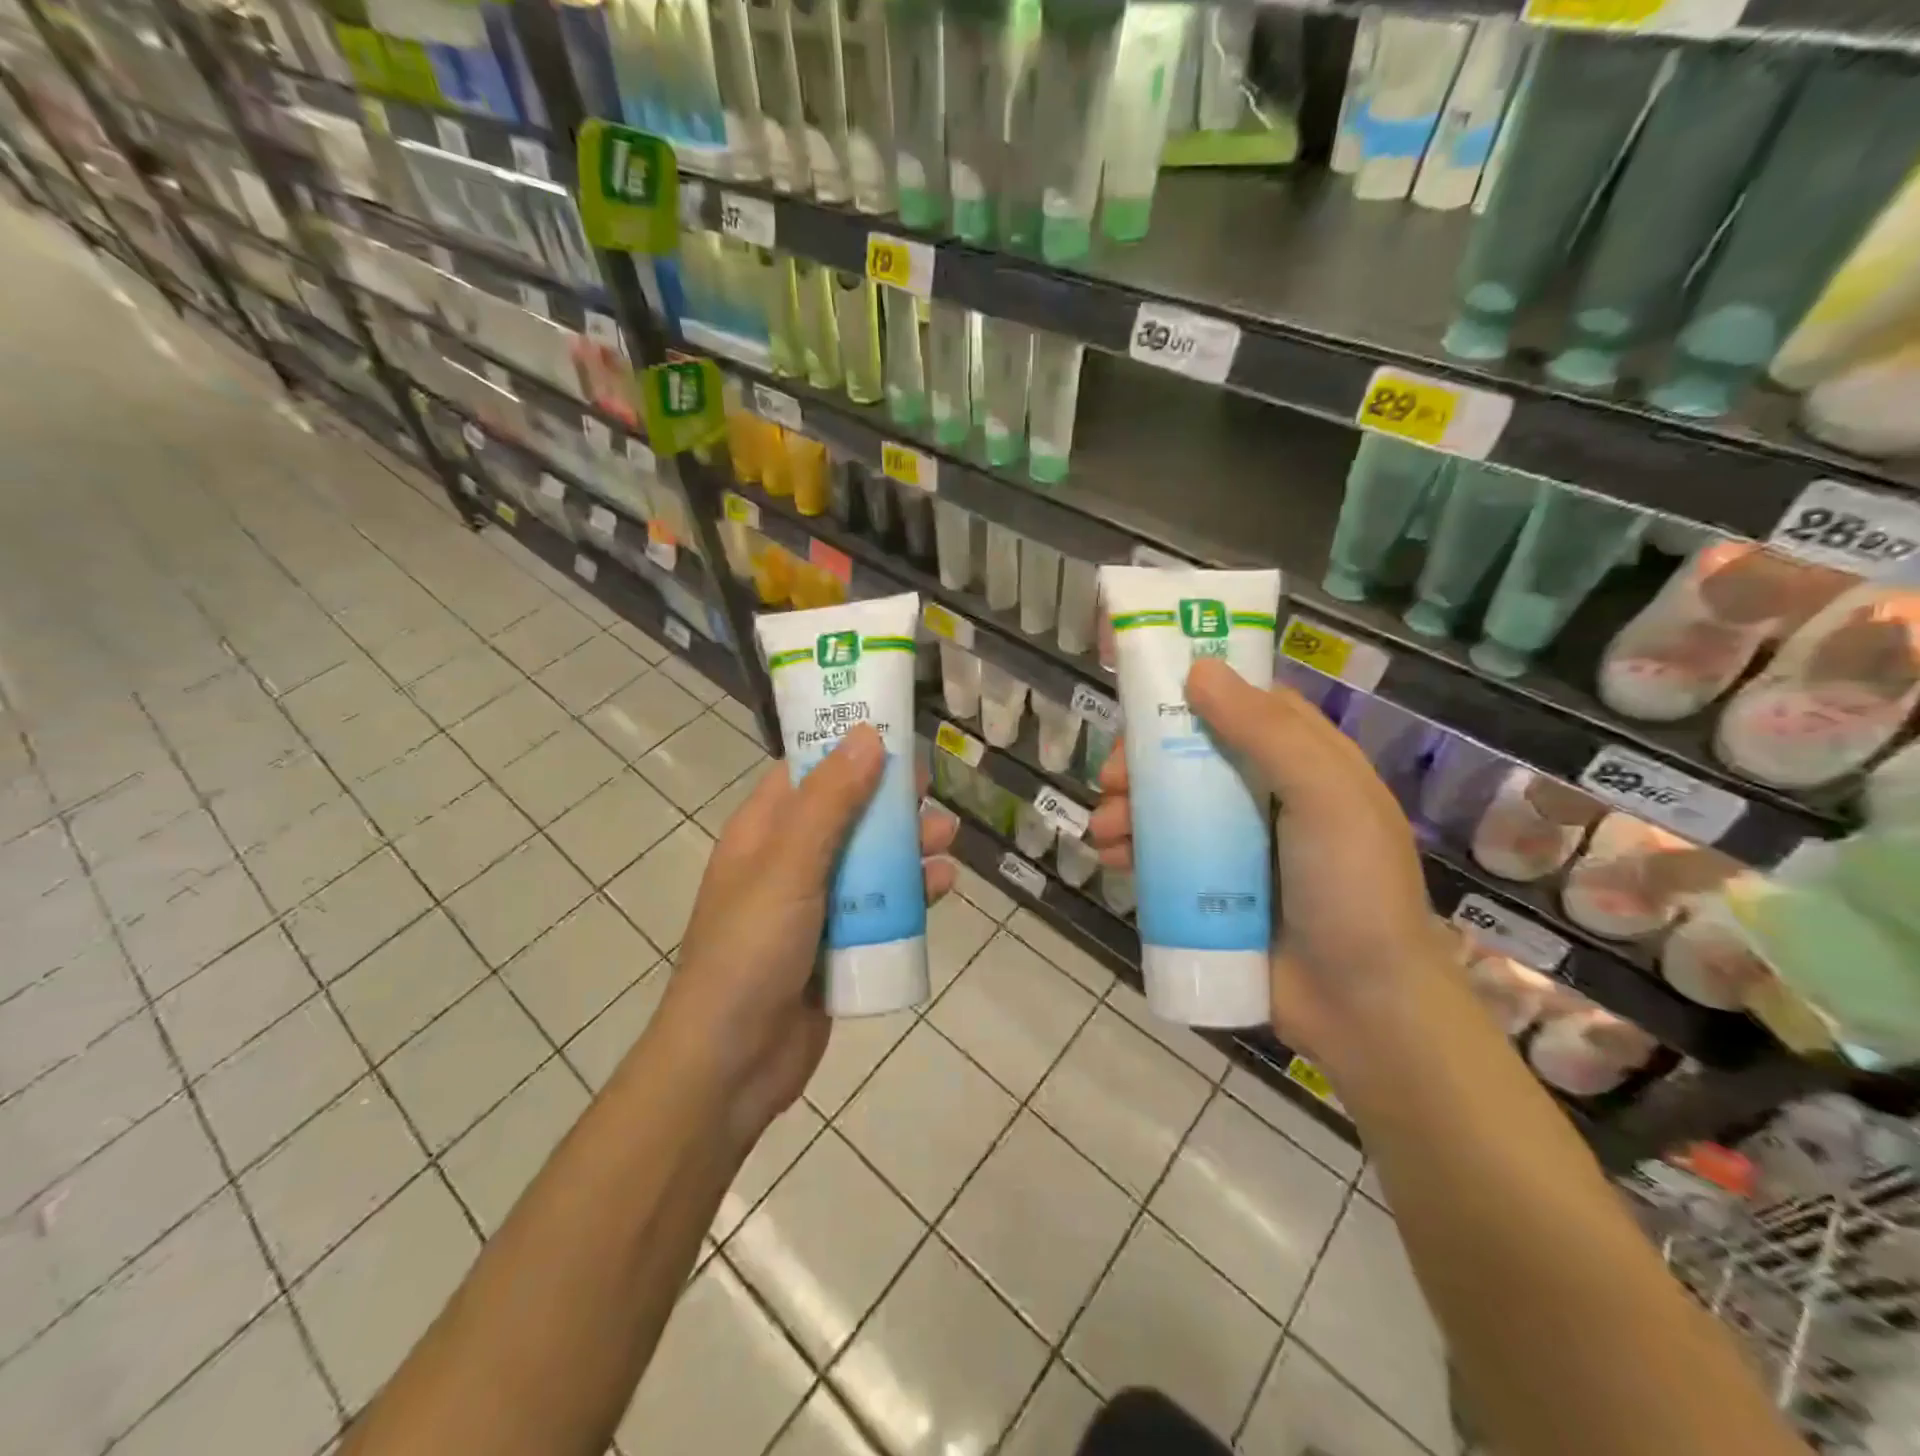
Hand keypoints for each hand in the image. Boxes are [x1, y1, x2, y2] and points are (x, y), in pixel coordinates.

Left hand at [652, 725, 956, 1143]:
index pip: (807, 771)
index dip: (847, 747)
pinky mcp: (837, 944)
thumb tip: (868, 736)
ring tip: (947, 837)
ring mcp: (813, 905)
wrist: (732, 1064)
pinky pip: (879, 907)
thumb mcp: (789, 866)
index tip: (894, 732)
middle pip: (847, 814)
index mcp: (763, 832)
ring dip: (906, 847)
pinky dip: (909, 894)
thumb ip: (830, 801)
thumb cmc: (750, 951)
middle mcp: (788, 861)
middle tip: (930, 789)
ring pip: (869, 860)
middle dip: (889, 800)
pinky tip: (941, 886)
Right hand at [1087, 658, 1446, 1061]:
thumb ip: (1268, 732)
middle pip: (1192, 756)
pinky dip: (1132, 849)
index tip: (1143, 695)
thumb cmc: (1353, 890)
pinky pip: (1163, 855)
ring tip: (1103, 829)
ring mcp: (1238, 845)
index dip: (1192, 694)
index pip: (1243, 706)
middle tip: (1112, 777)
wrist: (1363, 1009)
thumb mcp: (1326, 798)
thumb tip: (1198, 671)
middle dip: (1143, 761)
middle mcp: (1268, 795)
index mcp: (1305, 762)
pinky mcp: (1213, 888)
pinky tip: (1110, 858)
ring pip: (1169, 805)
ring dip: (1127, 807)